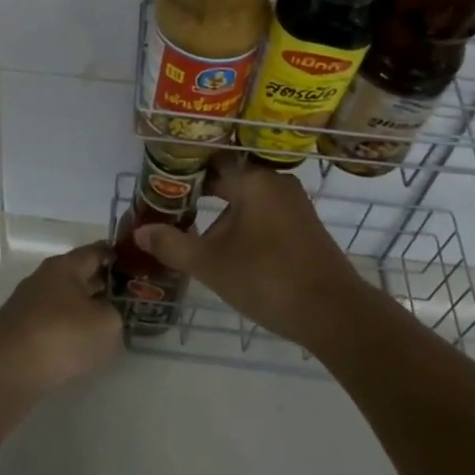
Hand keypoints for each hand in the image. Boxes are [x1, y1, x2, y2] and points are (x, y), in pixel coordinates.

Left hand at [0, 241, 122, 398]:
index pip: (95, 251)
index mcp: (65, 266)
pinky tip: (74, 345)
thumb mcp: (106, 324)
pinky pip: (48, 321)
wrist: (8, 370)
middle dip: (99, 284)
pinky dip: (64, 328)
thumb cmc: (62, 336)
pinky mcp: (16, 330)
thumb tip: (105, 311)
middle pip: (77, 275)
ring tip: (101, 324)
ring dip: (81, 308)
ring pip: (62, 299)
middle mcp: (43, 277)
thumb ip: (114, 312)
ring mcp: (26, 303)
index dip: (115, 256)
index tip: (131, 264)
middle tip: (123, 297)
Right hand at [135, 161, 371, 350]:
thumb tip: (140, 231)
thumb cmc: (267, 278)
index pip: (210, 161)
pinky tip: (228, 246)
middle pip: (229, 178)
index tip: (160, 184)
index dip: (183, 171)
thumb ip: (172, 245)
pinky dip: (243, 222)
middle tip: (170, 208)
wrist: (334, 313)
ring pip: (247, 198)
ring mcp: (294, 204)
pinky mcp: (304, 225)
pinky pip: (264, 212)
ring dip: (222, 211)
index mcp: (253, 180)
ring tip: (194, 229)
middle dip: (200, 193)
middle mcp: (275, 182)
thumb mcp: (211, 264)